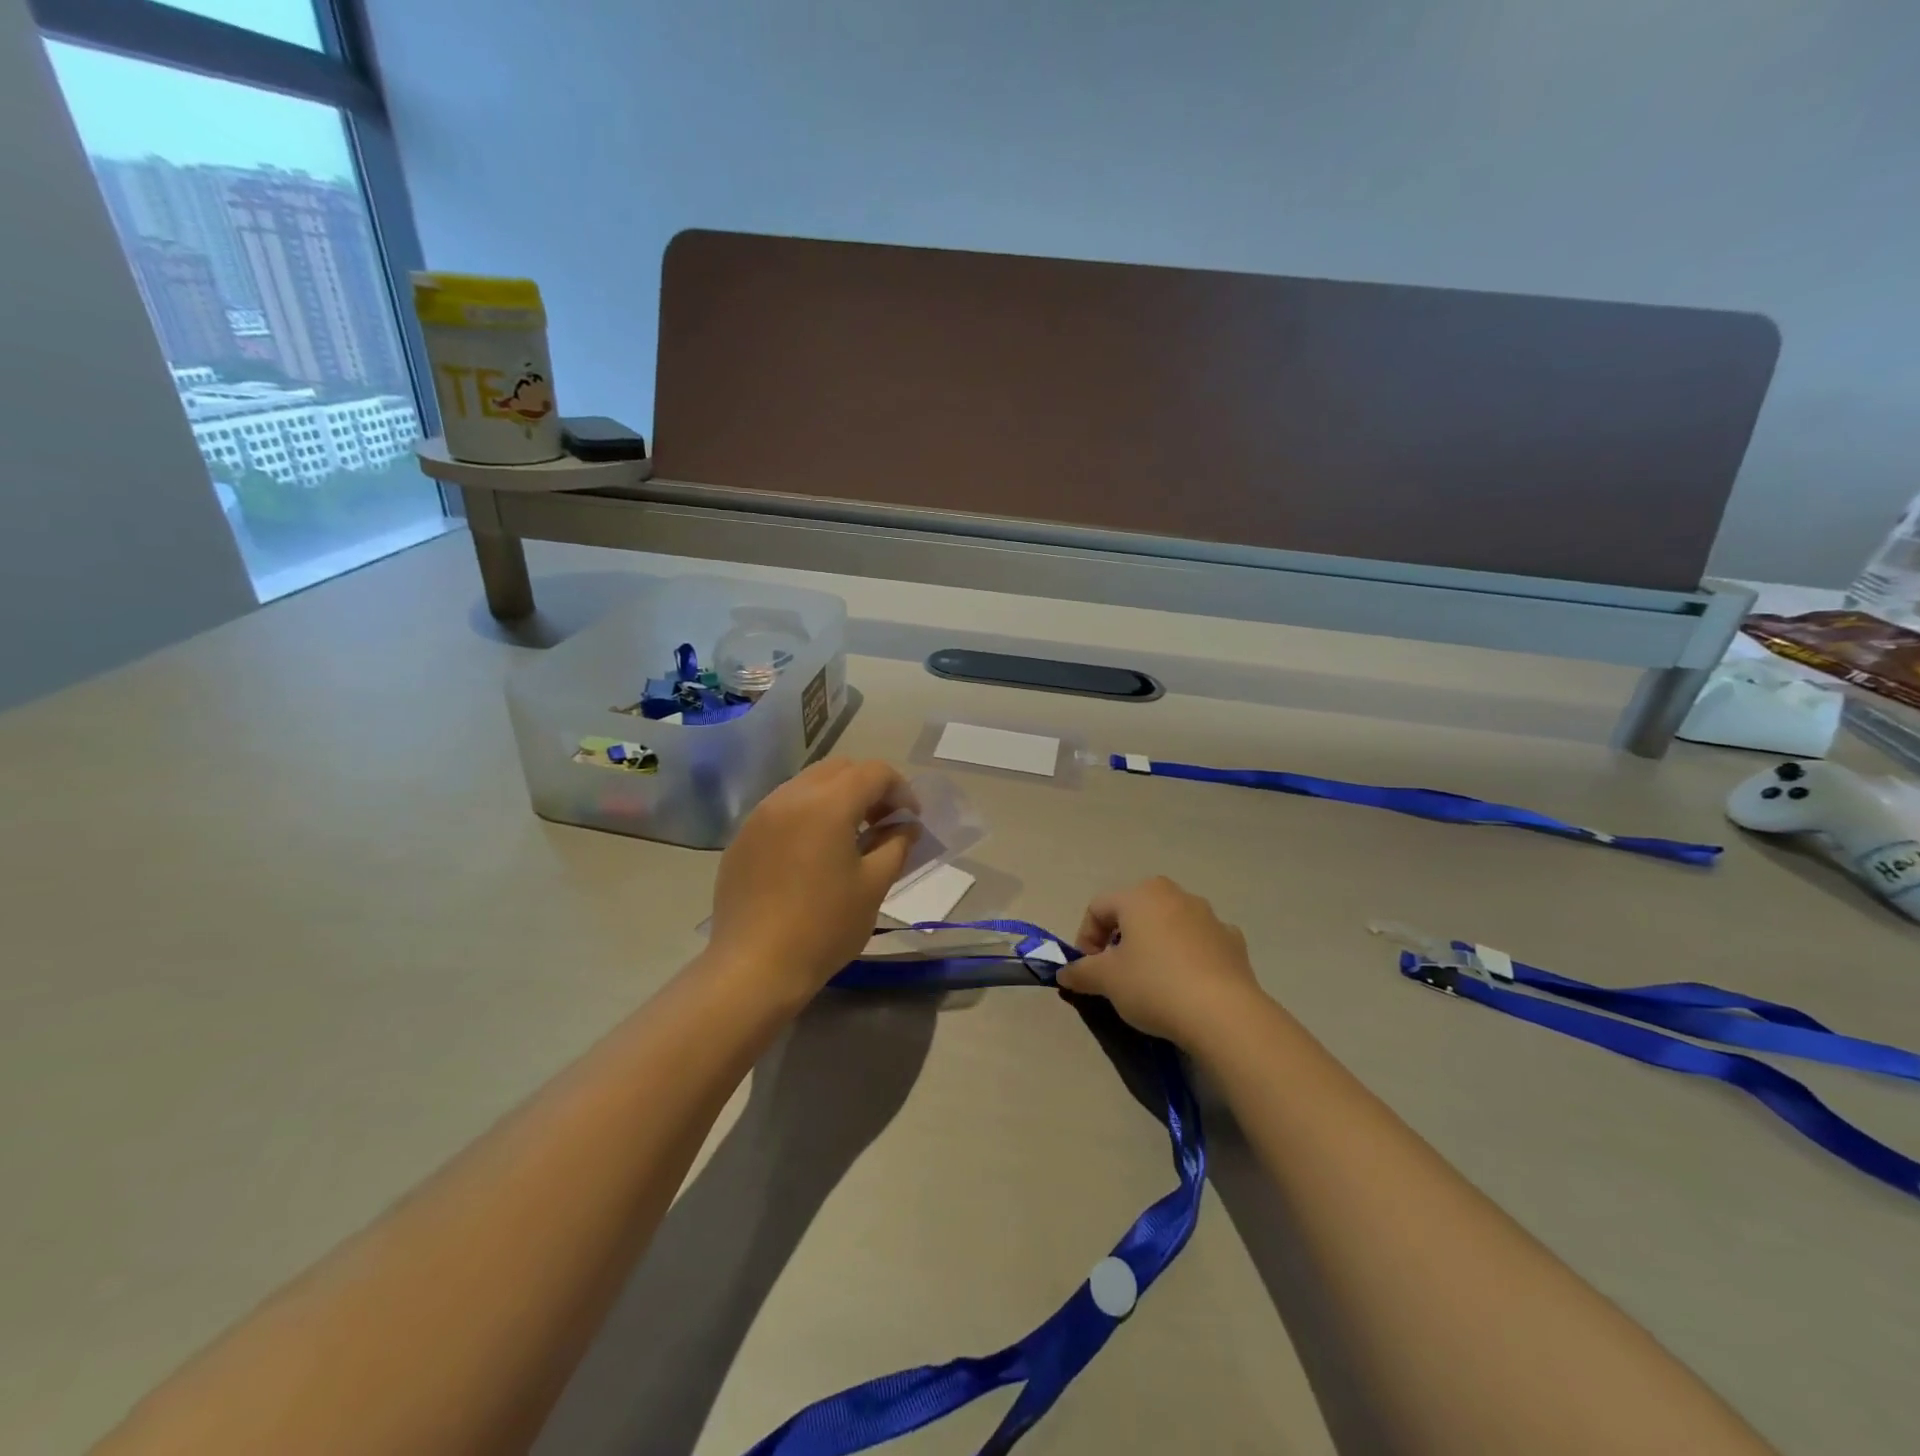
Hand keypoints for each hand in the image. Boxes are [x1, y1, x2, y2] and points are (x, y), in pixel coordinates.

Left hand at [706, 759, 919, 1006]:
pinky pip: (782, 808)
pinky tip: (812, 854)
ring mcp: (760, 815)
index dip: (901, 790)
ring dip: (836, 798)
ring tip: (848, 837)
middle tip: (882, 823)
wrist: (755, 967)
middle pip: (839, 769)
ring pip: (808, 784)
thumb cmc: (824, 927)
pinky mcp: (743, 837)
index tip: (910, 821)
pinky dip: (807, 815)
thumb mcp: (874, 886)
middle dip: (868, 787)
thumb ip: (896, 845)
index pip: (874, 772)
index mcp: (827, 804)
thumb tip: (905, 827)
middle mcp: (790, 797)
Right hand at [1057, 876, 1265, 1049]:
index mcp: (1140, 895)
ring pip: (1169, 924)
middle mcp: (1175, 895)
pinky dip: (1188, 957)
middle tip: (1117, 973)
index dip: (1085, 938)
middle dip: (1121, 939)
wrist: (1224, 1014)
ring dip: (1155, 946)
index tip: (1088, 971)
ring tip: (1153, 982)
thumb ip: (1080, 972)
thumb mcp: (1106, 981)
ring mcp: (1209, 916)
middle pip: (1135, 911)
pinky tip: (1187, 986)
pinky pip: (1200, 943)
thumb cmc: (1154, 985)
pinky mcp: (1233, 941)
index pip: (1098, 908)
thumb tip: (1065, 974)